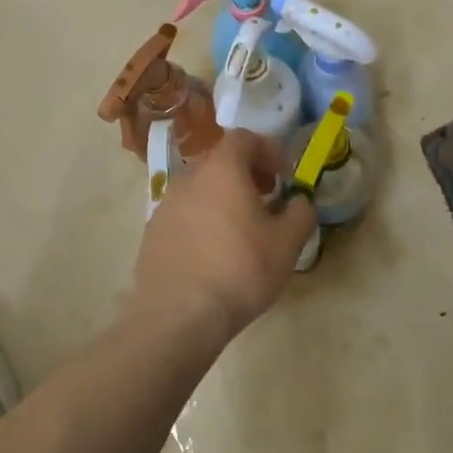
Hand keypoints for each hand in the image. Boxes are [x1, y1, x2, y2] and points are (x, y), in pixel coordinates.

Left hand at [130, 130, 315, 340]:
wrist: (179, 315)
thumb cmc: (240, 270)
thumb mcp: (287, 243)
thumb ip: (301, 213)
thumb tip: (300, 201)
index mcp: (222, 169)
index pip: (243, 138)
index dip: (268, 150)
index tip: (284, 175)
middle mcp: (188, 178)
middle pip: (220, 161)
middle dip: (247, 173)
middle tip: (267, 199)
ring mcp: (165, 205)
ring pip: (200, 188)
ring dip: (223, 197)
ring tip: (241, 229)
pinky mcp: (152, 233)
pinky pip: (184, 213)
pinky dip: (203, 219)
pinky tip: (213, 253)